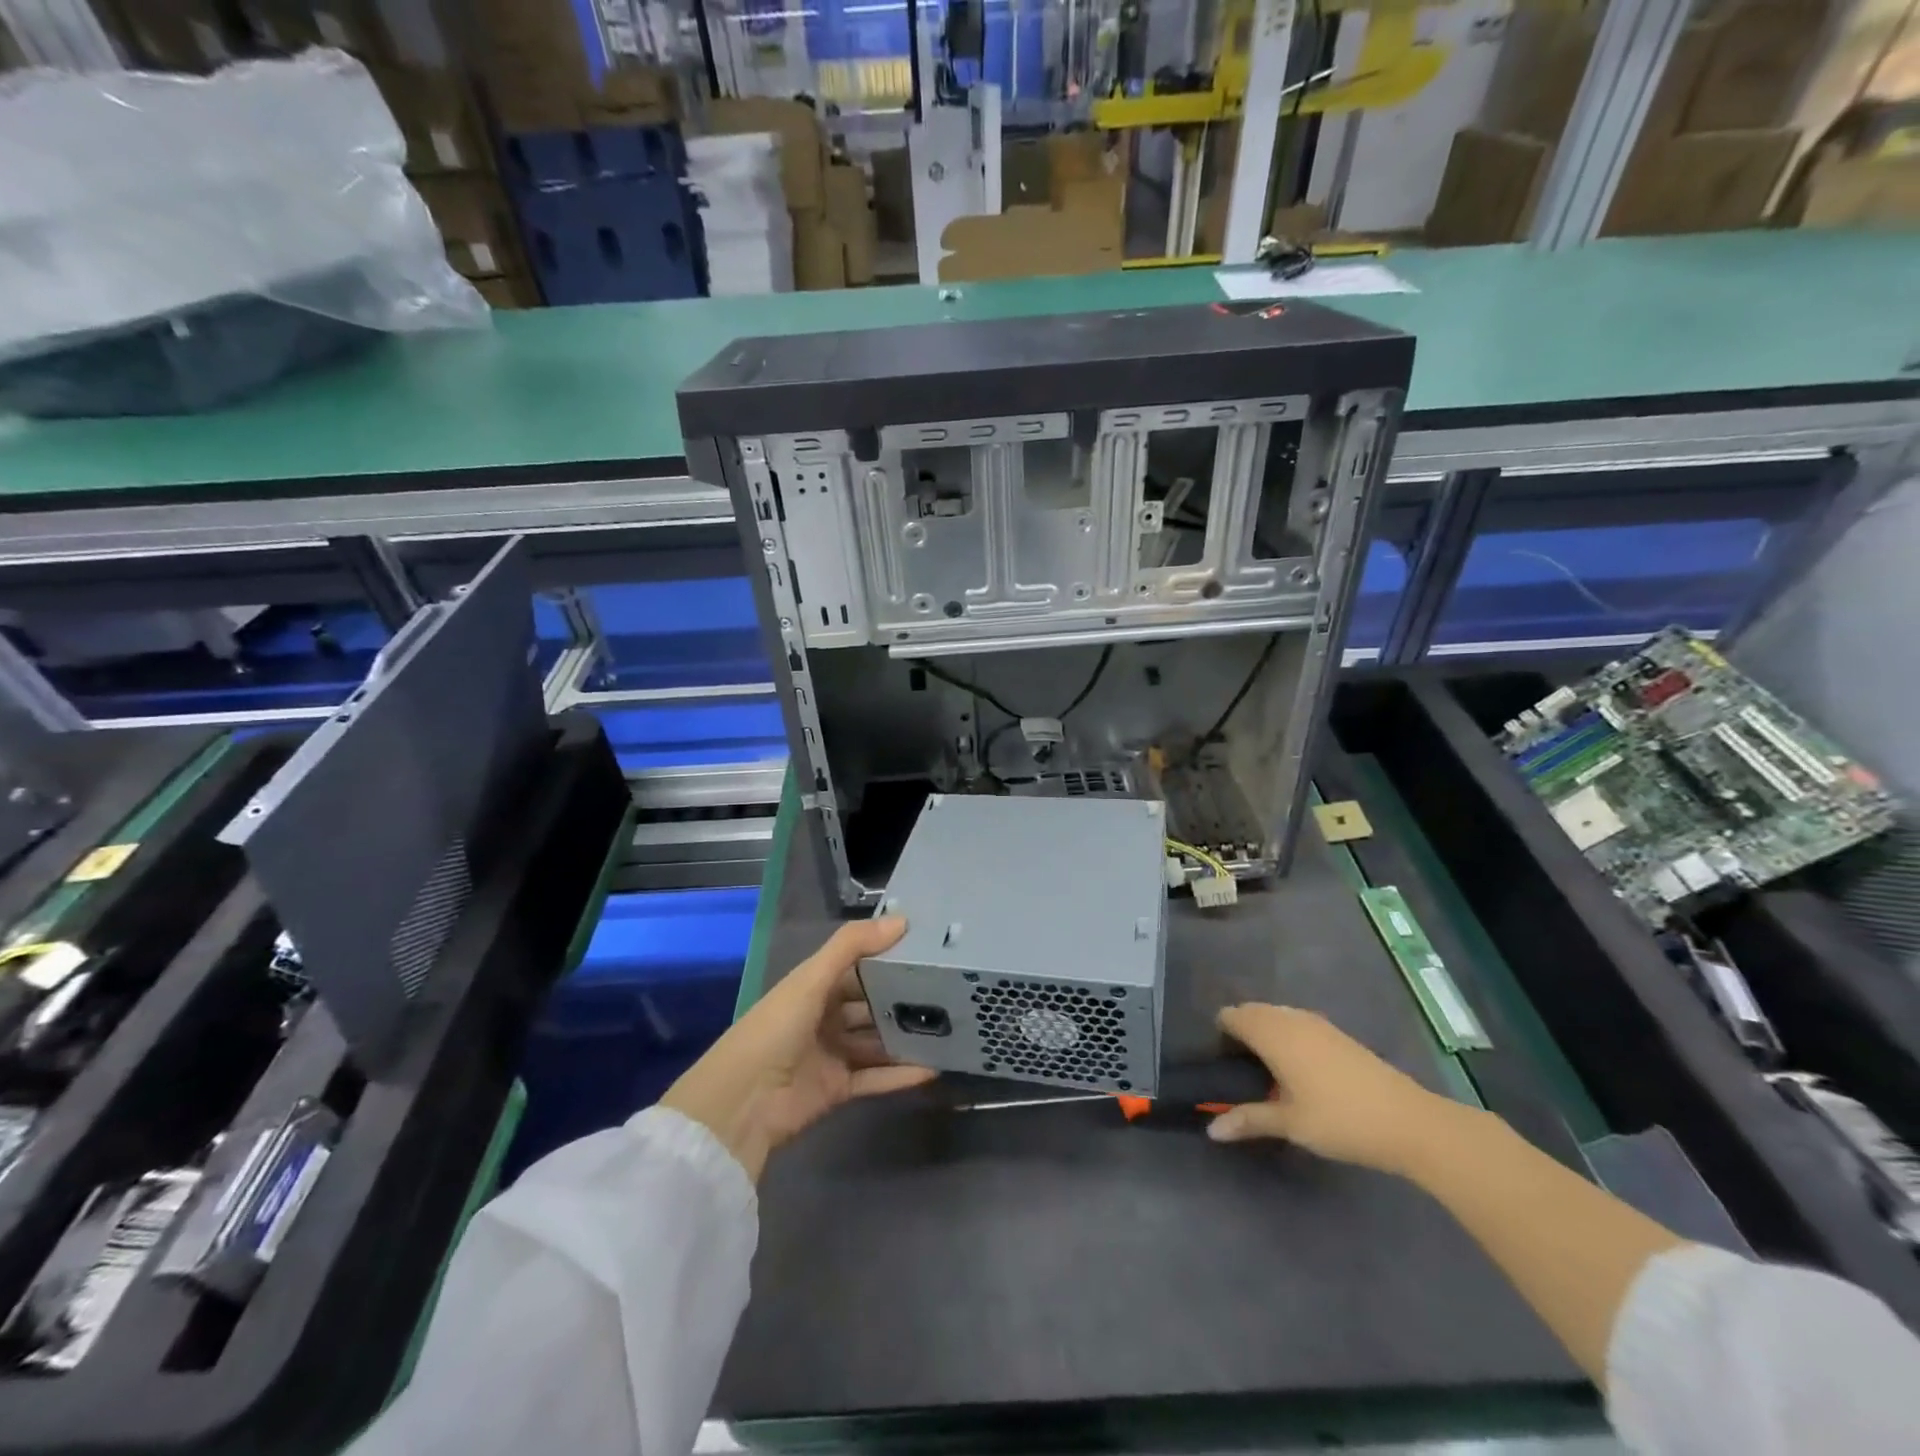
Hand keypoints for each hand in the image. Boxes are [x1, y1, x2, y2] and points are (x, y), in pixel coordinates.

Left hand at [660, 918, 935, 1180]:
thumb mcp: (811, 978)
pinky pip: (876, 1078)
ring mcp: (832, 1054)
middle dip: (902, 999)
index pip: (857, 967)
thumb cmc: (775, 1028)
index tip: (928, 950)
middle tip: (948, 991)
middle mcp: (824, 1017)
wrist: (742, 1102)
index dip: (887, 958)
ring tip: (948, 1028)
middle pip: (870, 1005)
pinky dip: (901, 1074)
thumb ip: (853, 946)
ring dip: (905, 1037)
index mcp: (814, 987)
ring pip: (877, 1042)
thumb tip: (903, 920)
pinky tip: (933, 1068)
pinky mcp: (838, 1088)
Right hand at [1208, 1004, 1449, 1175]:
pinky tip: (1296, 1069)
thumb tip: (1211, 1131)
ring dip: (1264, 1031)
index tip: (1219, 1061)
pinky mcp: (1337, 1034)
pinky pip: (1296, 1022)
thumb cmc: (1341, 1120)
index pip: (1232, 1016)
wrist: (1410, 1121)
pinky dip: (1286, 1034)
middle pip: (1253, 1011)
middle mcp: (1291, 1019)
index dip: (1220, 1033)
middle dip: (1240, 1031)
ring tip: (1265, 1070)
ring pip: (1276, 1015)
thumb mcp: (1291, 1124)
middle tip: (1238, 1068)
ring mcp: (1317, 1023)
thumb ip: (1249, 1120)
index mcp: (1273, 1034)